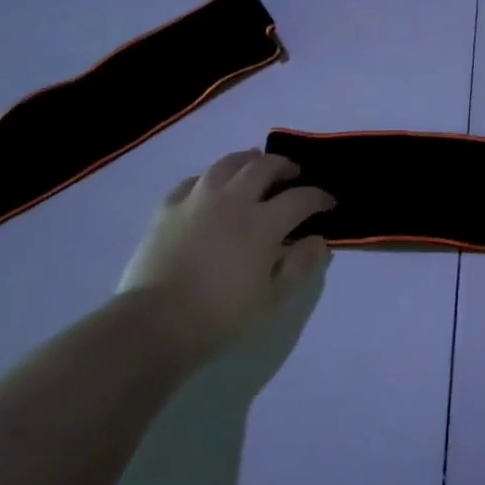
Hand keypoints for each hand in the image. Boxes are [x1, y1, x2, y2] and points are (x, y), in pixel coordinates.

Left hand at [120, 150, 333, 365]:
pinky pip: (193, 180)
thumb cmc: (220, 316)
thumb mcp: (272, 299)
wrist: (155, 324)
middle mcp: (233, 199)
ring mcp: (197, 199)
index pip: (301, 198)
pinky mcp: (168, 207)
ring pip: (227, 163)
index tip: (329, 203)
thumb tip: (319, 239)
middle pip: (264, 166)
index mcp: (262, 223)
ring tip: (255, 165)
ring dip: (248, 160)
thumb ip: (300, 265)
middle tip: (294, 175)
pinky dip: (209, 178)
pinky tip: (211, 186)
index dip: (320, 197)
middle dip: (285, 166)